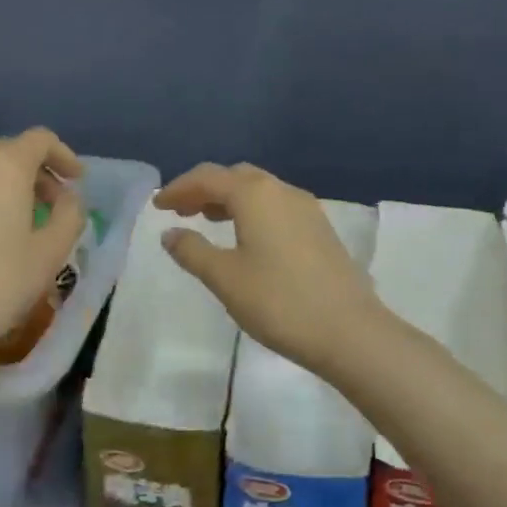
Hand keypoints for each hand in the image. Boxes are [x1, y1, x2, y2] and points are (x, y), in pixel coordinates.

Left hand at [0, 128, 85, 368]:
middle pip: (6, 153)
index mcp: (3, 168)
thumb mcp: (50, 254)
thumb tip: (67, 197)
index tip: (76, 181)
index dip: (63, 155)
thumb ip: (69, 215)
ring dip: (1, 190)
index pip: (40, 139)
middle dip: (34, 173)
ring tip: (14, 226)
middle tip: (50, 206)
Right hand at [156, 163, 386, 376]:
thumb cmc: (278, 301)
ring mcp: (306, 208)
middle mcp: (282, 190)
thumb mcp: (225, 278)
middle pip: (235, 177)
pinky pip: (276, 206)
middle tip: (180, 211)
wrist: (349, 330)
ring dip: (228, 199)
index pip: (208, 177)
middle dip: (204, 189)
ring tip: (206, 221)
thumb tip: (170, 233)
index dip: (179, 188)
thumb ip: (192, 251)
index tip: (157, 206)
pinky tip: (245, 238)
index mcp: (255, 195)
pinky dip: (251, 211)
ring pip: (259, 190)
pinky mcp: (320, 228)